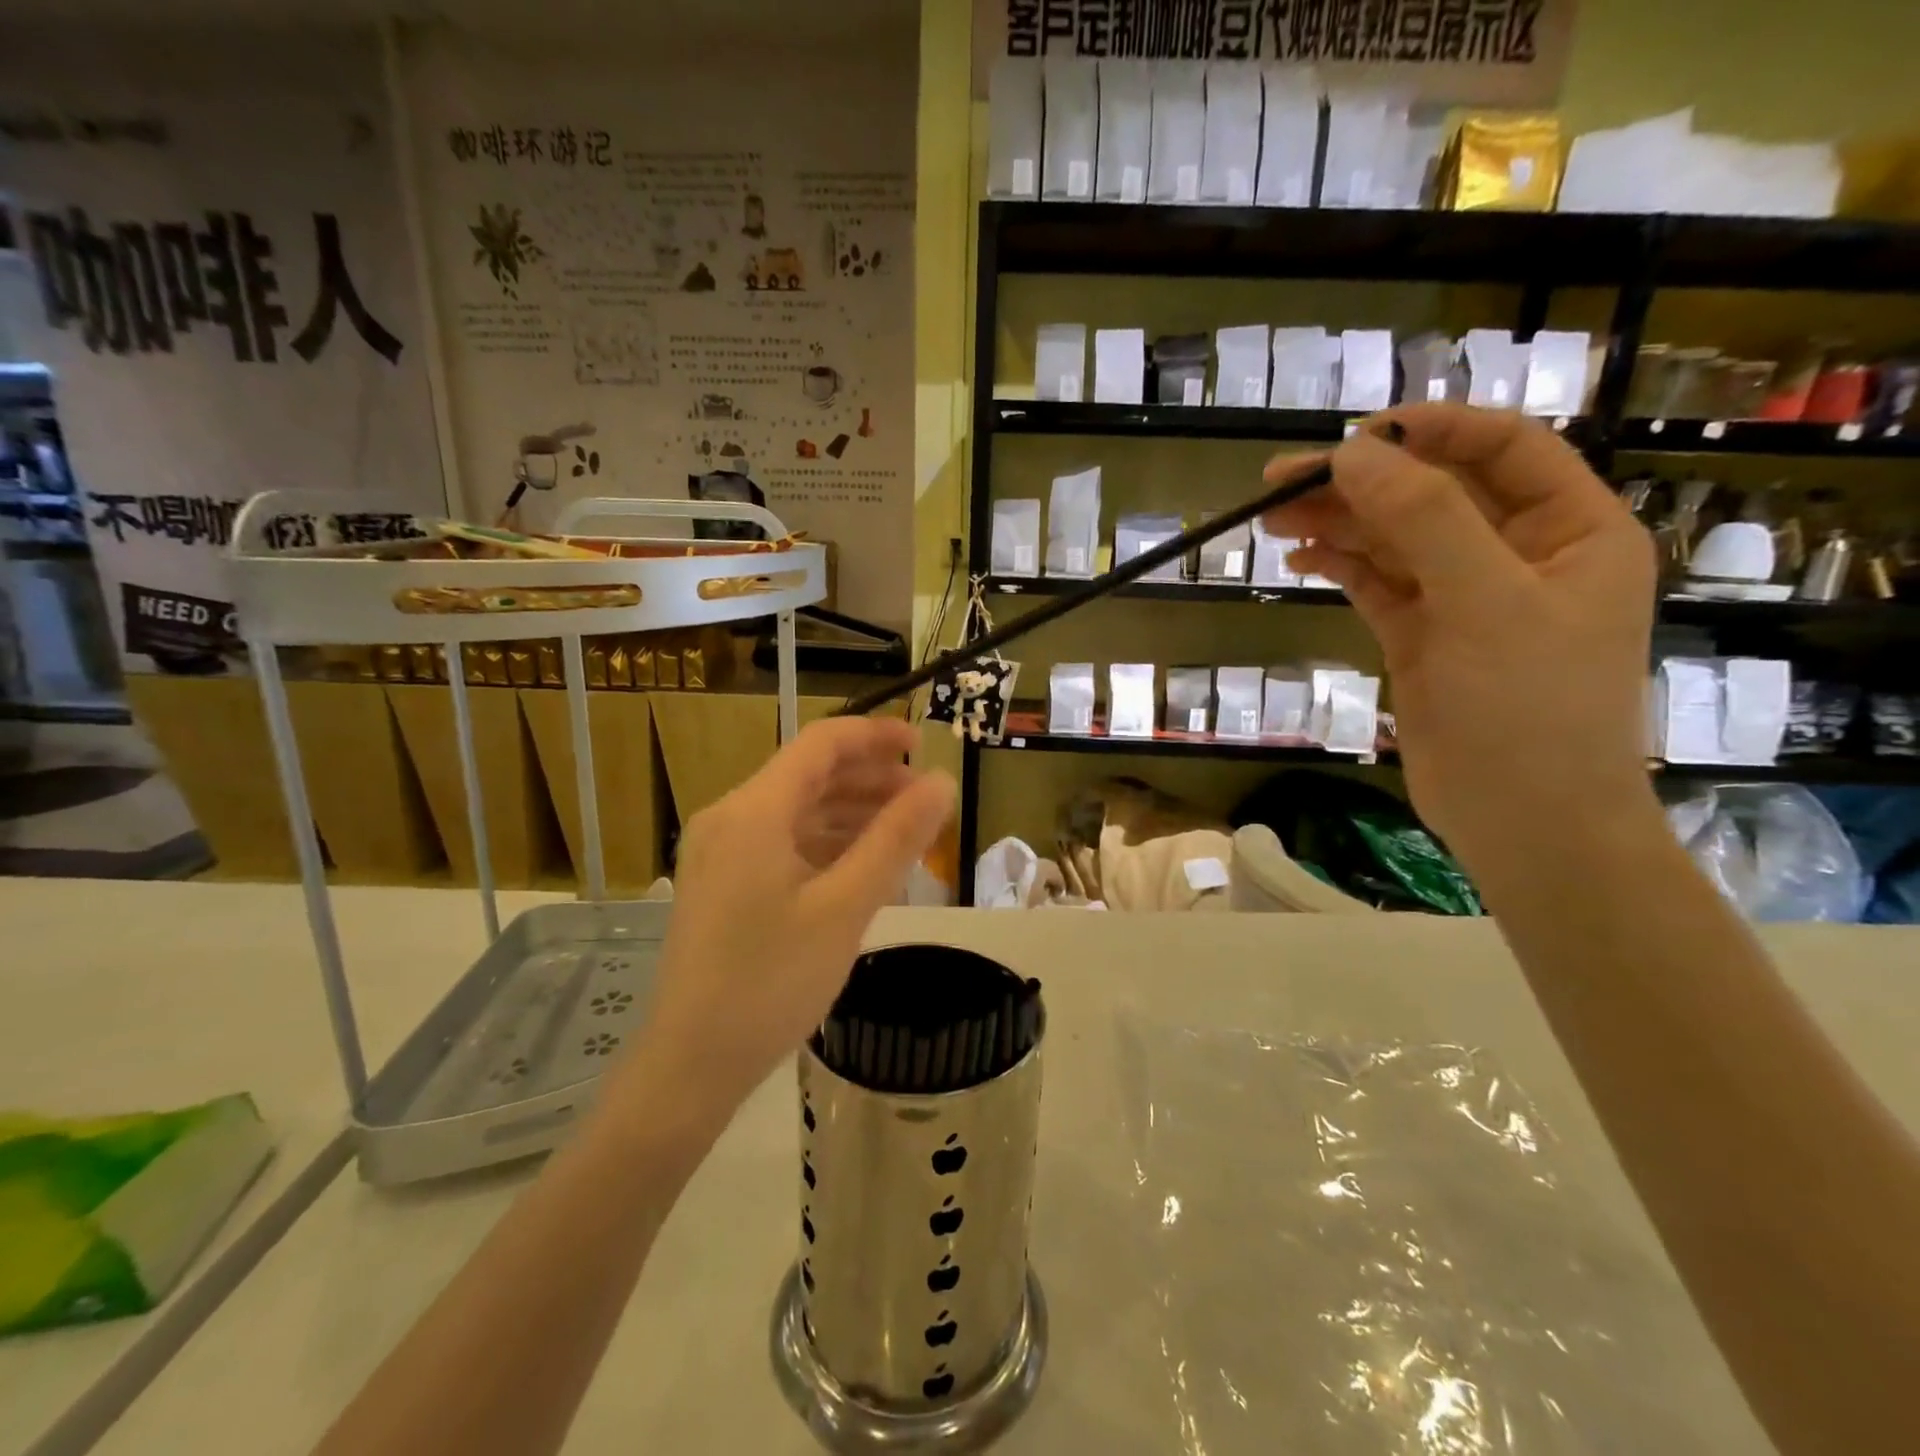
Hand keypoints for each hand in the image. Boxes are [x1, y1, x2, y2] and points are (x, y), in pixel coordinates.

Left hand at [620, 716, 953, 1122]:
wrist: (690, 1066)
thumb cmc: (770, 983)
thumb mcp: (845, 908)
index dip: (876, 736)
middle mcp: (731, 818)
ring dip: (852, 813)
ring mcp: (722, 852)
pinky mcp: (724, 883)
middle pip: (810, 775)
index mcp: (753, 811)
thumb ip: (896, 839)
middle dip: (871, 779)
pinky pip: (784, 843)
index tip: (925, 746)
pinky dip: (827, 844)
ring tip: (906, 834)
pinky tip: (863, 867)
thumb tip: (942, 783)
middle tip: (926, 802)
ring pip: (799, 810)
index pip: (821, 744)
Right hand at [1263, 404, 1657, 874]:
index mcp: (1571, 530)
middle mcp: (1520, 555)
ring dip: (1338, 525)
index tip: (1352, 436)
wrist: (1524, 822)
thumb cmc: (1530, 710)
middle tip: (1280, 483)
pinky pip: (1379, 584)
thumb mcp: (1485, 602)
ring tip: (1271, 519)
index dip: (1429, 431)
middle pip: (1432, 495)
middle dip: (1361, 483)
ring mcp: (1467, 599)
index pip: (1503, 449)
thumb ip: (1425, 519)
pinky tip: (1301, 559)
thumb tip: (1353, 454)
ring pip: (1396, 541)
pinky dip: (1341, 567)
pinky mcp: (1423, 638)